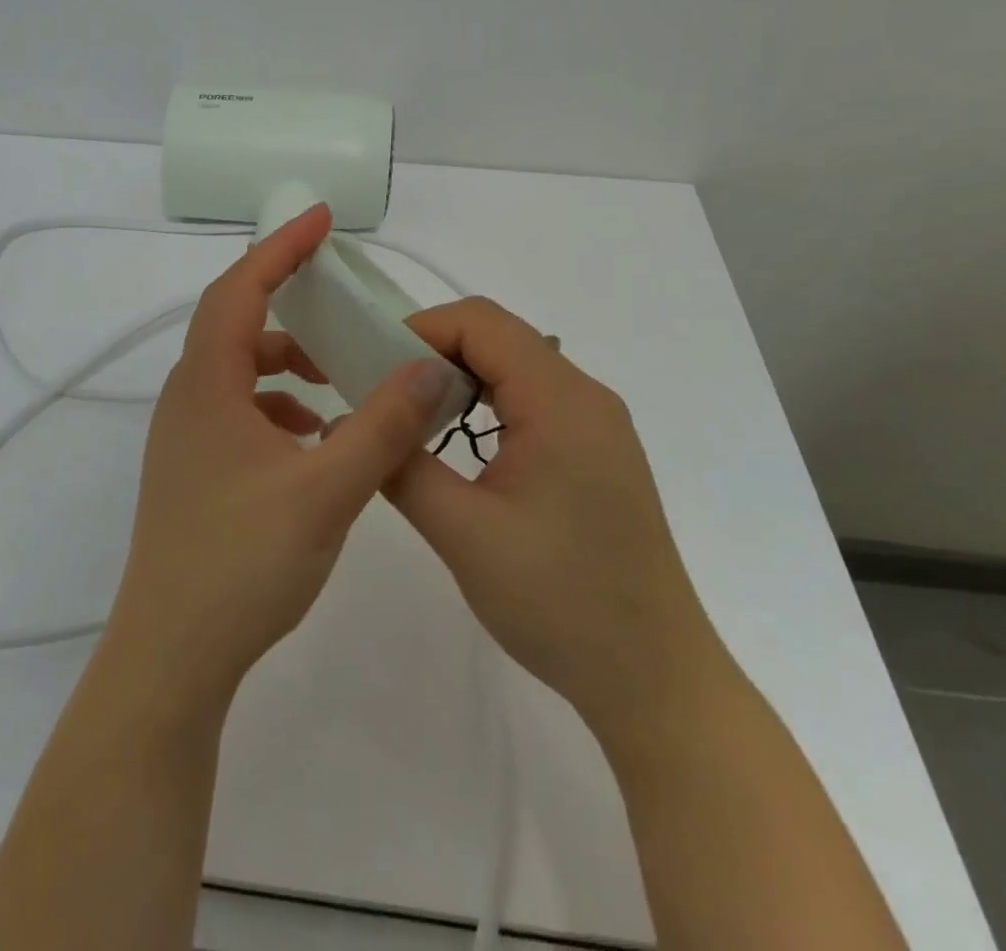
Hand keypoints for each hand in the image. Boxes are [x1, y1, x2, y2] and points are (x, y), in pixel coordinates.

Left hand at [103, 203, 468, 711]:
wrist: (172, 655)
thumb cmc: (241, 563)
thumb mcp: (327, 490)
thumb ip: (382, 426)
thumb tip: (430, 368)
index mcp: (207, 384)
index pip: (240, 288)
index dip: (280, 247)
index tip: (320, 218)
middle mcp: (188, 398)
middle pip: (236, 323)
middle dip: (288, 300)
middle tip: (339, 296)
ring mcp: (186, 436)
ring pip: (238, 371)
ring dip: (286, 362)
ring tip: (337, 378)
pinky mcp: (194, 470)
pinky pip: (238, 411)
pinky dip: (277, 405)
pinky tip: (314, 438)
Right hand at [384, 298, 722, 746]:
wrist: (655, 681)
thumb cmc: (560, 602)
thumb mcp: (463, 532)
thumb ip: (401, 465)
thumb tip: (350, 420)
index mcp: (561, 400)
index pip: (481, 322)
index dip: (420, 329)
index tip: (371, 366)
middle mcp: (584, 396)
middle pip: (498, 337)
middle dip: (432, 352)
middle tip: (381, 393)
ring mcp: (595, 425)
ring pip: (514, 368)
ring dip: (457, 379)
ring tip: (409, 417)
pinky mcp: (594, 452)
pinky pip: (531, 400)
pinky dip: (485, 405)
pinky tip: (457, 443)